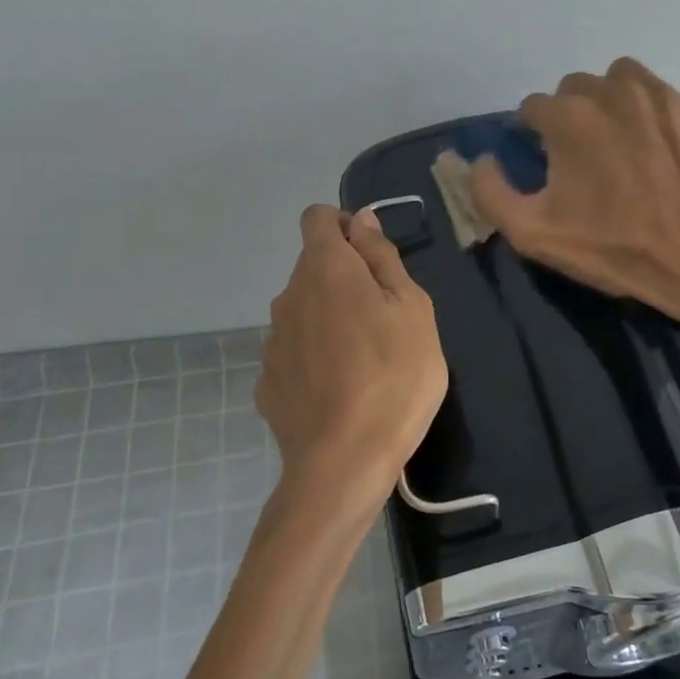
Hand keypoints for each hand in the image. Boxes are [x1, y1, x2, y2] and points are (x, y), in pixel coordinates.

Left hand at [256, 205, 448, 518]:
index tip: (372, 256)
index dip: (344, 225)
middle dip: (345, 278)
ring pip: (304, 311)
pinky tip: (339, 389)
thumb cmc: (395, 375)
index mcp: (325, 268)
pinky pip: (295, 352)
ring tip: (365, 360)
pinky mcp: (267, 381)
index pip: (317, 217)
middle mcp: (288, 295)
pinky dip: (315, 357)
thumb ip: (382, 257)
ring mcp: (272, 340)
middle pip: (313, 267)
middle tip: (385, 317)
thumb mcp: (412, 308)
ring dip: (330, 318)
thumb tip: (361, 220)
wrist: (344, 461)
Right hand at [468, 57, 679, 327]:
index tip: (544, 164)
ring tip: (620, 144)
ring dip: (612, 103)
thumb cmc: (613, 247)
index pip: (533, 107)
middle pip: (576, 88)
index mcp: (569, 115)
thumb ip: (490, 192)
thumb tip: (481, 161)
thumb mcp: (533, 233)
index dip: (532, 135)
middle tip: (583, 158)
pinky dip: (655, 119)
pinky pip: (664, 100)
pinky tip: (662, 155)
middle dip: (571, 116)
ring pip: (621, 81)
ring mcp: (662, 95)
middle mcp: (614, 90)